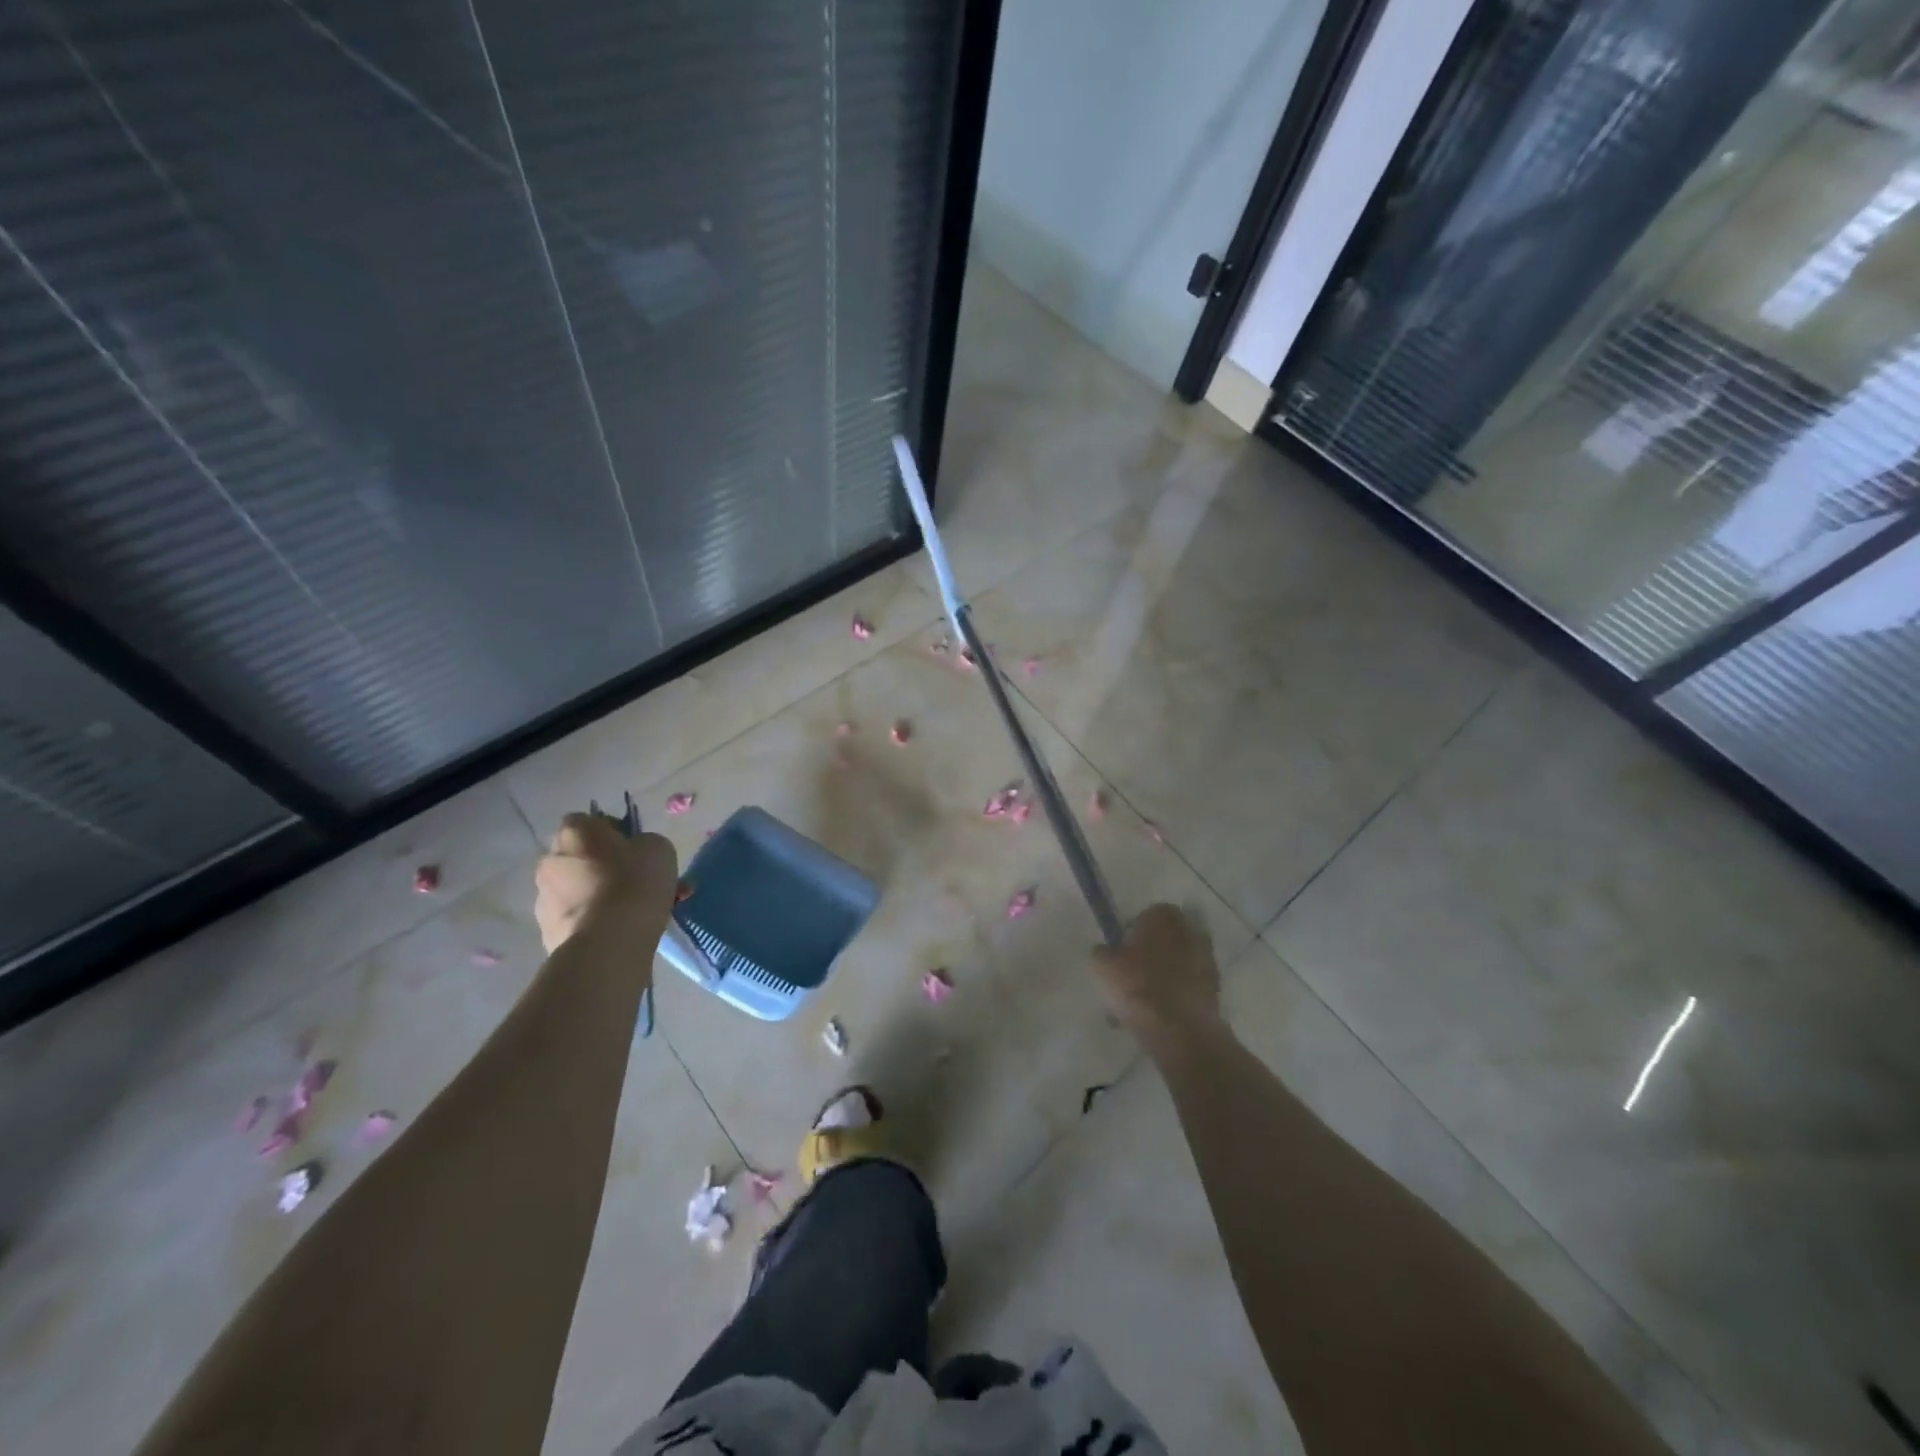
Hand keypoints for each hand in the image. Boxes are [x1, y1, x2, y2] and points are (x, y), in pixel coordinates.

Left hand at [534, 813, 678, 952]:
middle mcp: (550, 860)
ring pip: (580, 890)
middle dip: (605, 867)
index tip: (634, 849)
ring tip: (635, 913)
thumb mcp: (658, 848)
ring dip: (601, 895)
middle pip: (582, 857)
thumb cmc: (635, 882)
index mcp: (575, 831)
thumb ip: (644, 843)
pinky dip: (595, 921)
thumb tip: (635, 853)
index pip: (589, 821)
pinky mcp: (547, 931)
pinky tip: (621, 932)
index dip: (613, 832)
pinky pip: (577, 918)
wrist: (608, 942)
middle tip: (637, 882)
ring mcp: (544, 898)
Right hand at [1090, 903, 1223, 1051]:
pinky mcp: (1215, 990)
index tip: (1121, 952)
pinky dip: (1175, 998)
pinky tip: (1158, 1017)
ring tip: (1142, 1003)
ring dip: (1163, 978)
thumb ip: (1103, 952)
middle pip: (1166, 940)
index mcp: (1163, 917)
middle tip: (1132, 976)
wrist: (1179, 1029)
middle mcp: (1190, 931)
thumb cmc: (1136, 986)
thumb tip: (1107, 951)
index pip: (1147, 914)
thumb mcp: (1102, 965)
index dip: (1133, 932)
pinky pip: (1188, 989)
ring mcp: (1207, 961)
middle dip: (1151, 955)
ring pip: (1177, 965)